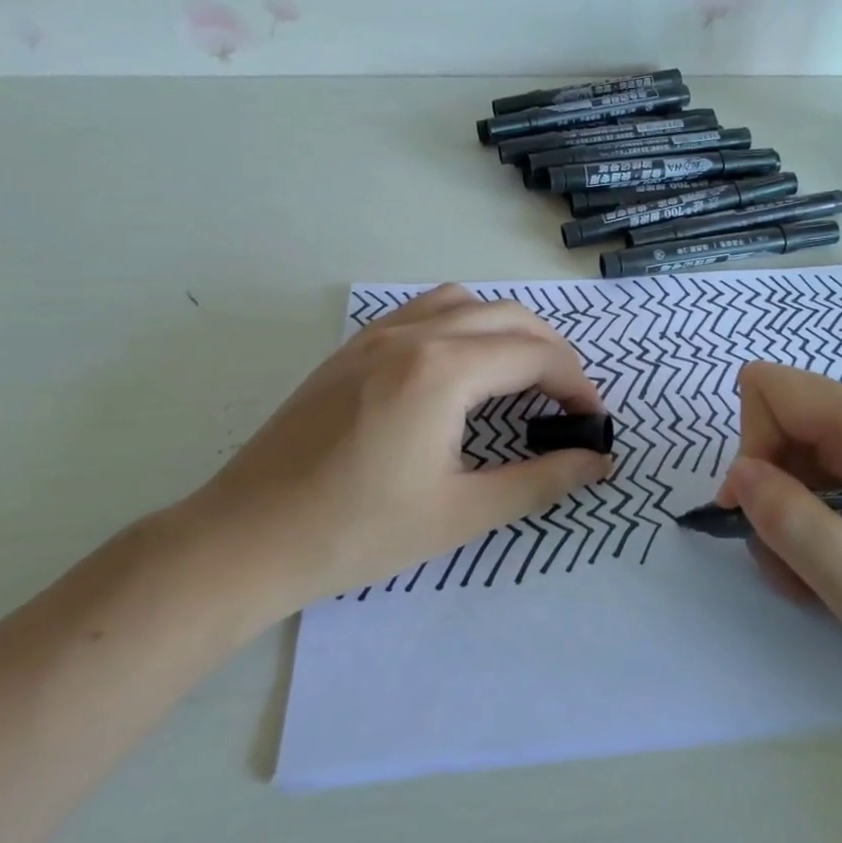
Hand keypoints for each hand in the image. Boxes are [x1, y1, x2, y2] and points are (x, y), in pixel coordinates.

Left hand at [175, 285, 612, 622]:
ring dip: (506, 329)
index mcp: (443, 370)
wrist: (244, 540)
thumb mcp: (462, 512)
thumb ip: (540, 480)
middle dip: (551, 351)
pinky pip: (423, 312)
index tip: (592, 423)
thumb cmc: (357, 532)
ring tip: (521, 376)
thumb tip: (597, 461)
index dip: (576, 385)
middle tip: (568, 400)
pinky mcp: (351, 349)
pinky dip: (462, 325)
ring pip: (463, 302)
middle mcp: (413, 334)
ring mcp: (375, 335)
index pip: (535, 355)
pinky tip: (460, 371)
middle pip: (507, 317)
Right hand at [718, 363, 841, 711]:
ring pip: (796, 459)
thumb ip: (794, 525)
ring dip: (789, 519)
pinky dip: (813, 525)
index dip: (751, 449)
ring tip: (820, 579)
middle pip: (781, 425)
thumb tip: (740, 475)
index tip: (760, 515)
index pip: (772, 391)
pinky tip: (840, 570)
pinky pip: (823, 481)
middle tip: (794, 565)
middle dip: (770, 494)